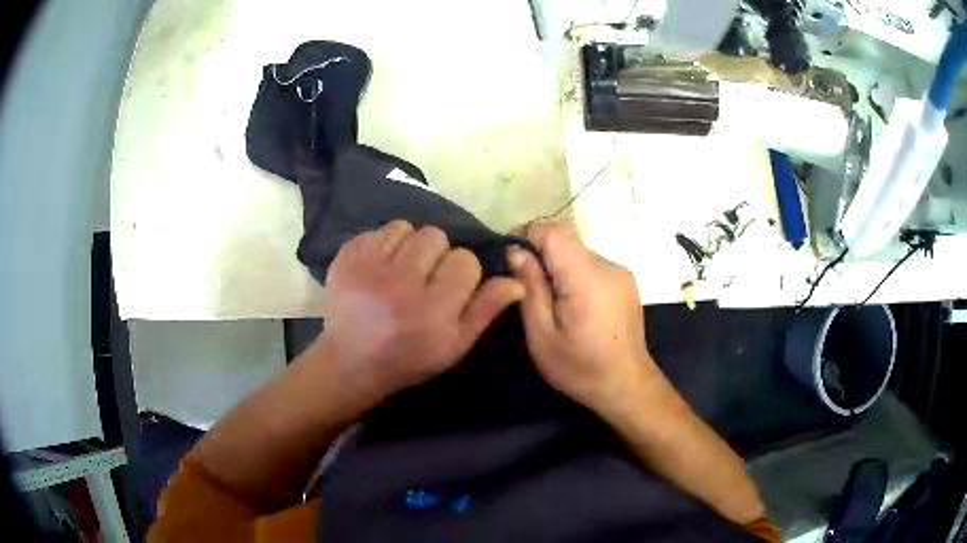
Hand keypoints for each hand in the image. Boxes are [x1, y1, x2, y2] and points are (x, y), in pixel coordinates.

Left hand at [320, 220, 523, 404]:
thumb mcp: (454, 345)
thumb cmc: (409, 358)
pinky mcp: (346, 258)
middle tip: (423, 276)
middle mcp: (401, 283)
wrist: (351, 362)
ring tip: (400, 268)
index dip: (462, 272)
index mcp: (433, 310)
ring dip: (408, 244)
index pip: (466, 261)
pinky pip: (376, 230)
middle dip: (436, 254)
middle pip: (436, 236)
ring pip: (405, 227)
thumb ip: (485, 310)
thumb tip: (517, 282)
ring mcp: (368, 267)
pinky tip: (378, 267)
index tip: (450, 287)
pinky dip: (382, 244)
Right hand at [508, 223, 653, 415]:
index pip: (553, 232)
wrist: (627, 385)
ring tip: (551, 302)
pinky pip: (592, 265)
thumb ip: (529, 289)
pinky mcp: (626, 281)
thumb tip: (515, 251)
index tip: (511, 260)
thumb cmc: (580, 368)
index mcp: (587, 278)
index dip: (527, 237)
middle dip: (541, 256)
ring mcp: (621, 272)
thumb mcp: (542, 336)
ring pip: (578, 252)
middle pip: (566, 240)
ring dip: (559, 267)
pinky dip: (575, 275)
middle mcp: (608, 266)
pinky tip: (574, 306)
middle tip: (526, 288)